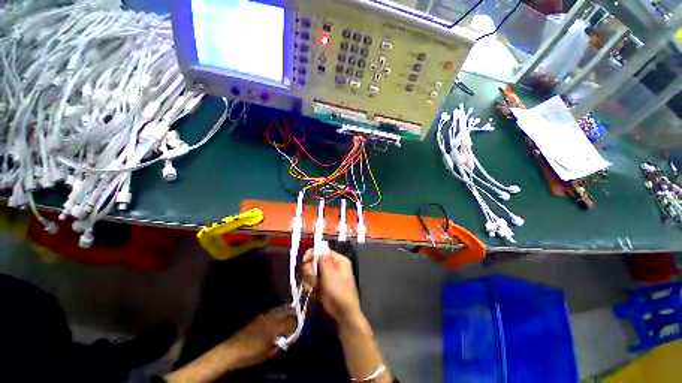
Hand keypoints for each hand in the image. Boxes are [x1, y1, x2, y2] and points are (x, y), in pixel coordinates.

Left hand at [225, 306, 296, 368]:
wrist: (231, 351)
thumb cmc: (250, 355)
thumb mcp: (268, 354)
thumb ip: (280, 345)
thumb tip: (288, 339)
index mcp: (274, 328)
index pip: (290, 322)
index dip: (297, 323)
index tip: (300, 325)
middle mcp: (271, 319)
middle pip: (286, 312)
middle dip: (293, 313)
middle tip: (298, 316)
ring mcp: (264, 316)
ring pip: (279, 309)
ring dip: (286, 310)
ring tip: (291, 313)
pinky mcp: (258, 317)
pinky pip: (272, 311)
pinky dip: (278, 311)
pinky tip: (279, 315)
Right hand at [302, 249, 364, 330]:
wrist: (343, 316)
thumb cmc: (339, 294)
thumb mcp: (331, 276)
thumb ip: (323, 261)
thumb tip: (319, 247)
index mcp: (338, 260)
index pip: (322, 250)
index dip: (312, 254)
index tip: (304, 261)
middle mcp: (332, 265)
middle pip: (314, 260)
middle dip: (310, 269)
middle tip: (312, 279)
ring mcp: (326, 275)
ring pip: (311, 270)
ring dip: (309, 278)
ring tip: (313, 287)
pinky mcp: (321, 284)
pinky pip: (311, 280)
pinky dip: (309, 284)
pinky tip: (311, 290)